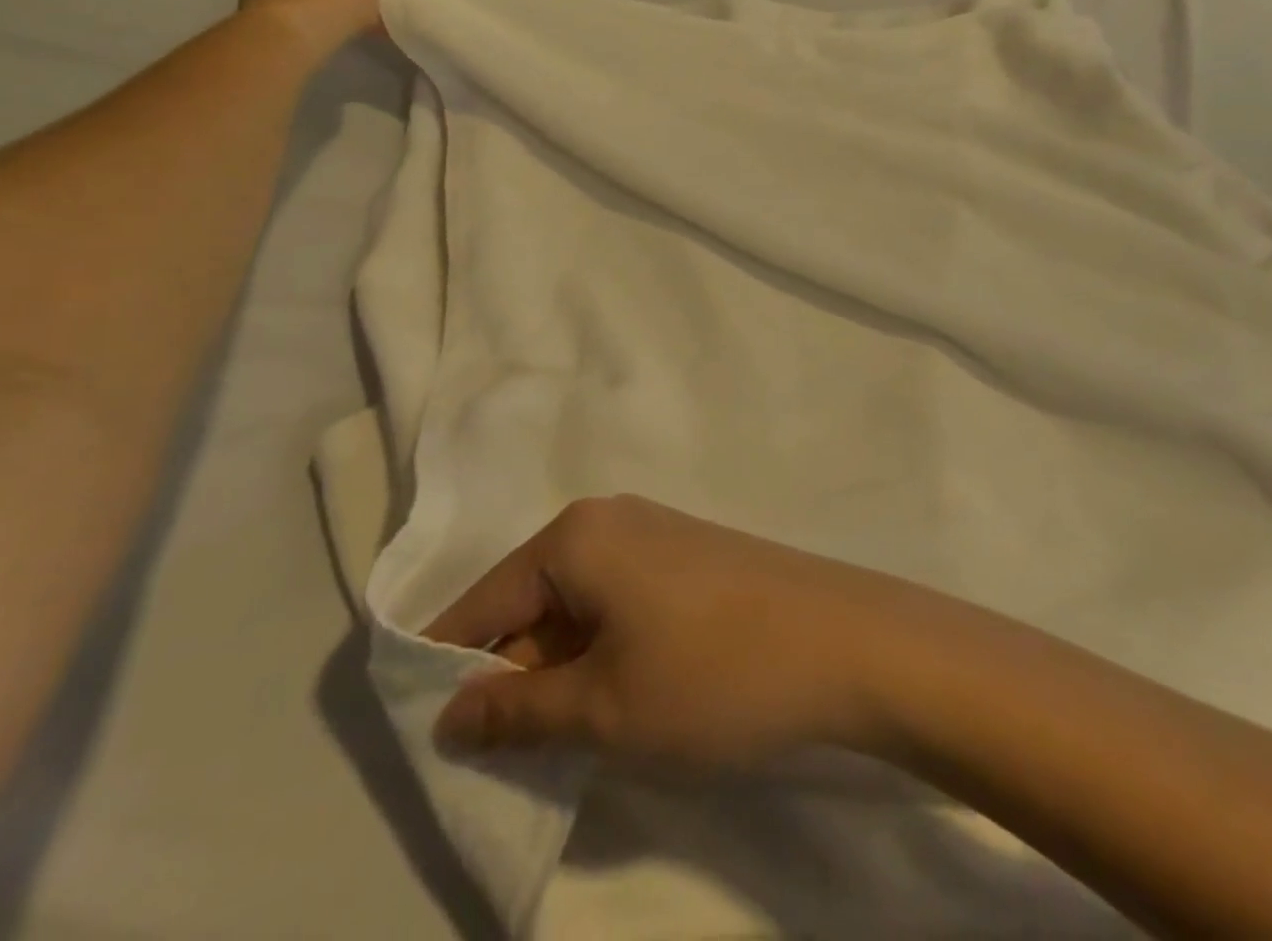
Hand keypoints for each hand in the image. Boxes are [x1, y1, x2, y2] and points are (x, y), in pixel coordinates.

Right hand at [424, 496, 898, 764]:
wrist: (845, 642)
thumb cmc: (710, 674)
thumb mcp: (602, 706)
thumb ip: (516, 710)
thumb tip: (449, 714)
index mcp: (575, 537)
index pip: (485, 601)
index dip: (450, 664)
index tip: (427, 728)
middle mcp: (609, 519)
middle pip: (532, 599)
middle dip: (512, 672)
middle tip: (504, 753)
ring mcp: (655, 532)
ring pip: (578, 602)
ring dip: (561, 666)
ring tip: (562, 735)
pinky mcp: (689, 555)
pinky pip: (619, 599)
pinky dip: (603, 648)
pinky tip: (619, 695)